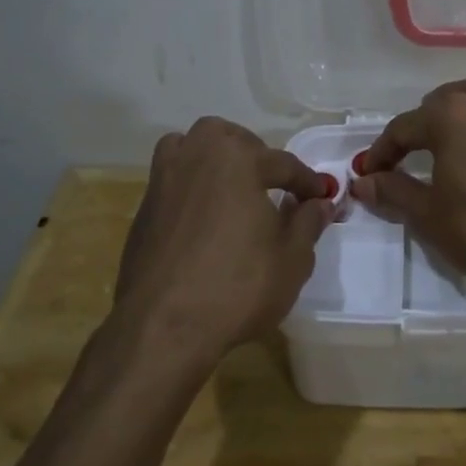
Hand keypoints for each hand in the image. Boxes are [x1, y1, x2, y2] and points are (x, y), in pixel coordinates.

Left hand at [112, 117, 333, 360]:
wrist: (164, 327)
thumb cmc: (238, 286)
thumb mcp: (293, 258)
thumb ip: (307, 222)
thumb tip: (319, 203)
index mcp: (236, 159)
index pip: (283, 163)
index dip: (307, 182)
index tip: (322, 196)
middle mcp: (195, 157)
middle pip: (228, 138)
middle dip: (254, 153)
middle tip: (272, 184)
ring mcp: (162, 182)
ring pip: (189, 148)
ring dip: (213, 158)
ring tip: (232, 187)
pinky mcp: (143, 211)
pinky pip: (172, 181)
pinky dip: (192, 186)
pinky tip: (205, 218)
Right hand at [349, 77, 465, 287]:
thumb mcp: (428, 214)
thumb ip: (393, 191)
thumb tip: (363, 182)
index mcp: (450, 116)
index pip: (403, 128)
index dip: (381, 152)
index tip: (368, 175)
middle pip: (438, 104)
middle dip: (416, 128)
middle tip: (402, 160)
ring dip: (452, 112)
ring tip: (441, 139)